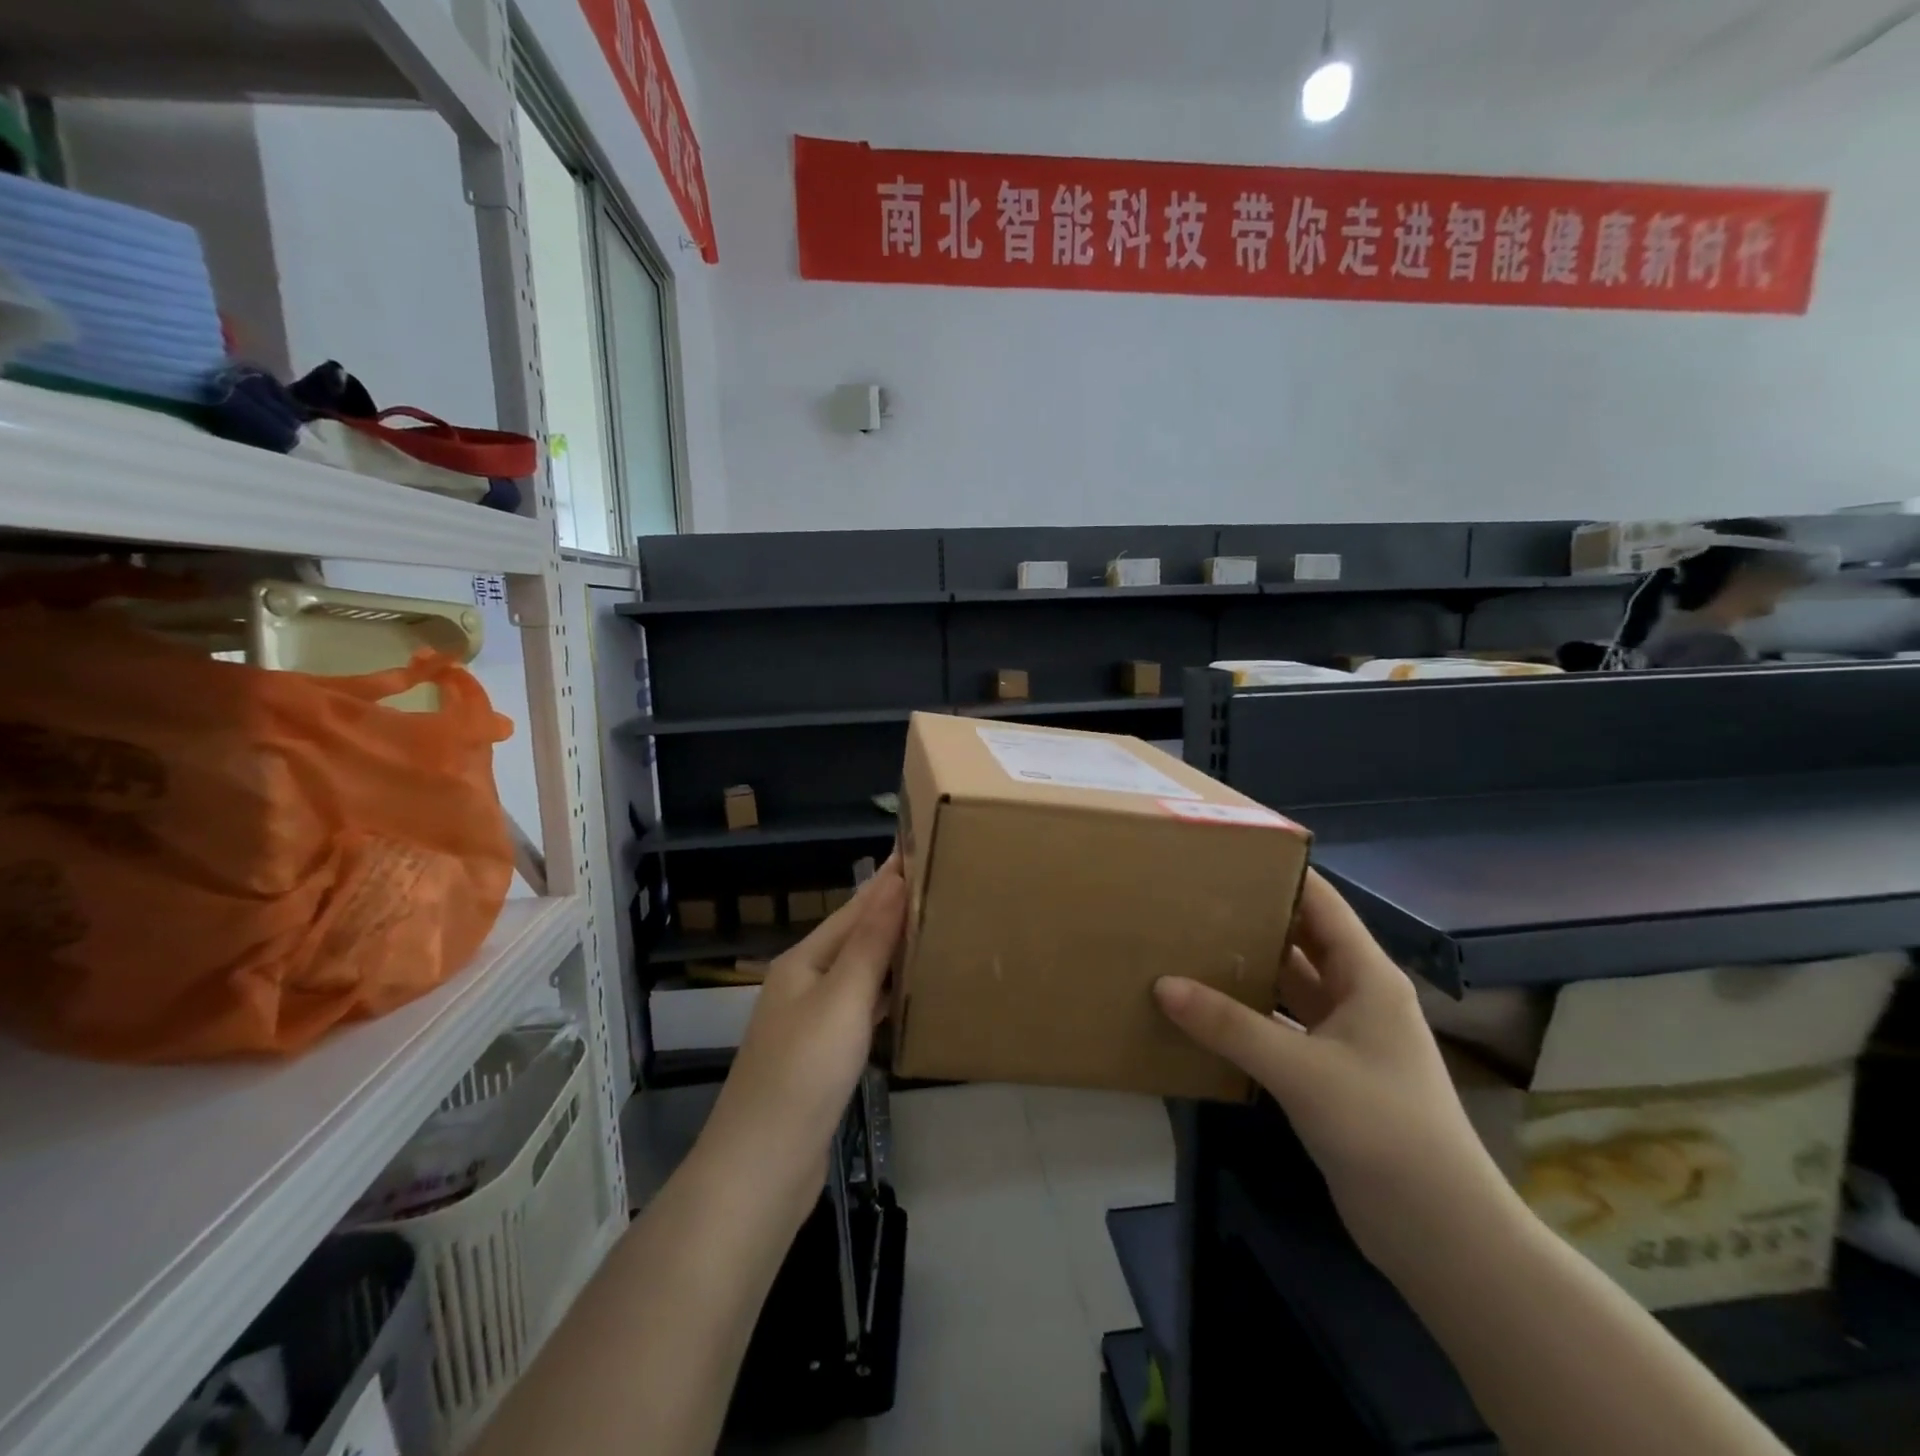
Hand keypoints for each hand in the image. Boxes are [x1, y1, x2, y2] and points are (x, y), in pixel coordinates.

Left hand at [697, 855, 906, 1221]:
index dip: (888, 879)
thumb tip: (895, 882)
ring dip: (892, 950)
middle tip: (940, 886)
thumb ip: (871, 942)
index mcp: (803, 961)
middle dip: (893, 910)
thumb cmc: (803, 1071)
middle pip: (856, 937)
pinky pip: (862, 1009)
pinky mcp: (824, 1056)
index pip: (855, 908)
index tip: (920, 848)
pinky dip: (887, 993)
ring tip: (934, 929)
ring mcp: (812, 1021)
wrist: (763, 1166)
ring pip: (860, 972)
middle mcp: (804, 983)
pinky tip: (910, 992)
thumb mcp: (841, 998)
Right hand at [1154, 869, 1511, 1271]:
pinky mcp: (1329, 1074)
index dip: (1281, 874)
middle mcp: (1358, 997)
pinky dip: (1248, 1016)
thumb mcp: (1302, 1070)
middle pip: (1301, 941)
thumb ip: (1230, 1026)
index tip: (1227, 855)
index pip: (1322, 904)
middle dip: (1254, 919)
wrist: (1441, 1234)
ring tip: (1188, 943)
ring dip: (1248, 969)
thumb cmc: (1384, 1130)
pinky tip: (1206, 1009)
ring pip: (1289, 986)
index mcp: (1368, 977)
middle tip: (1192, 898)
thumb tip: (1163, 985)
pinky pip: (1281, 1027)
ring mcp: (1344, 1038)